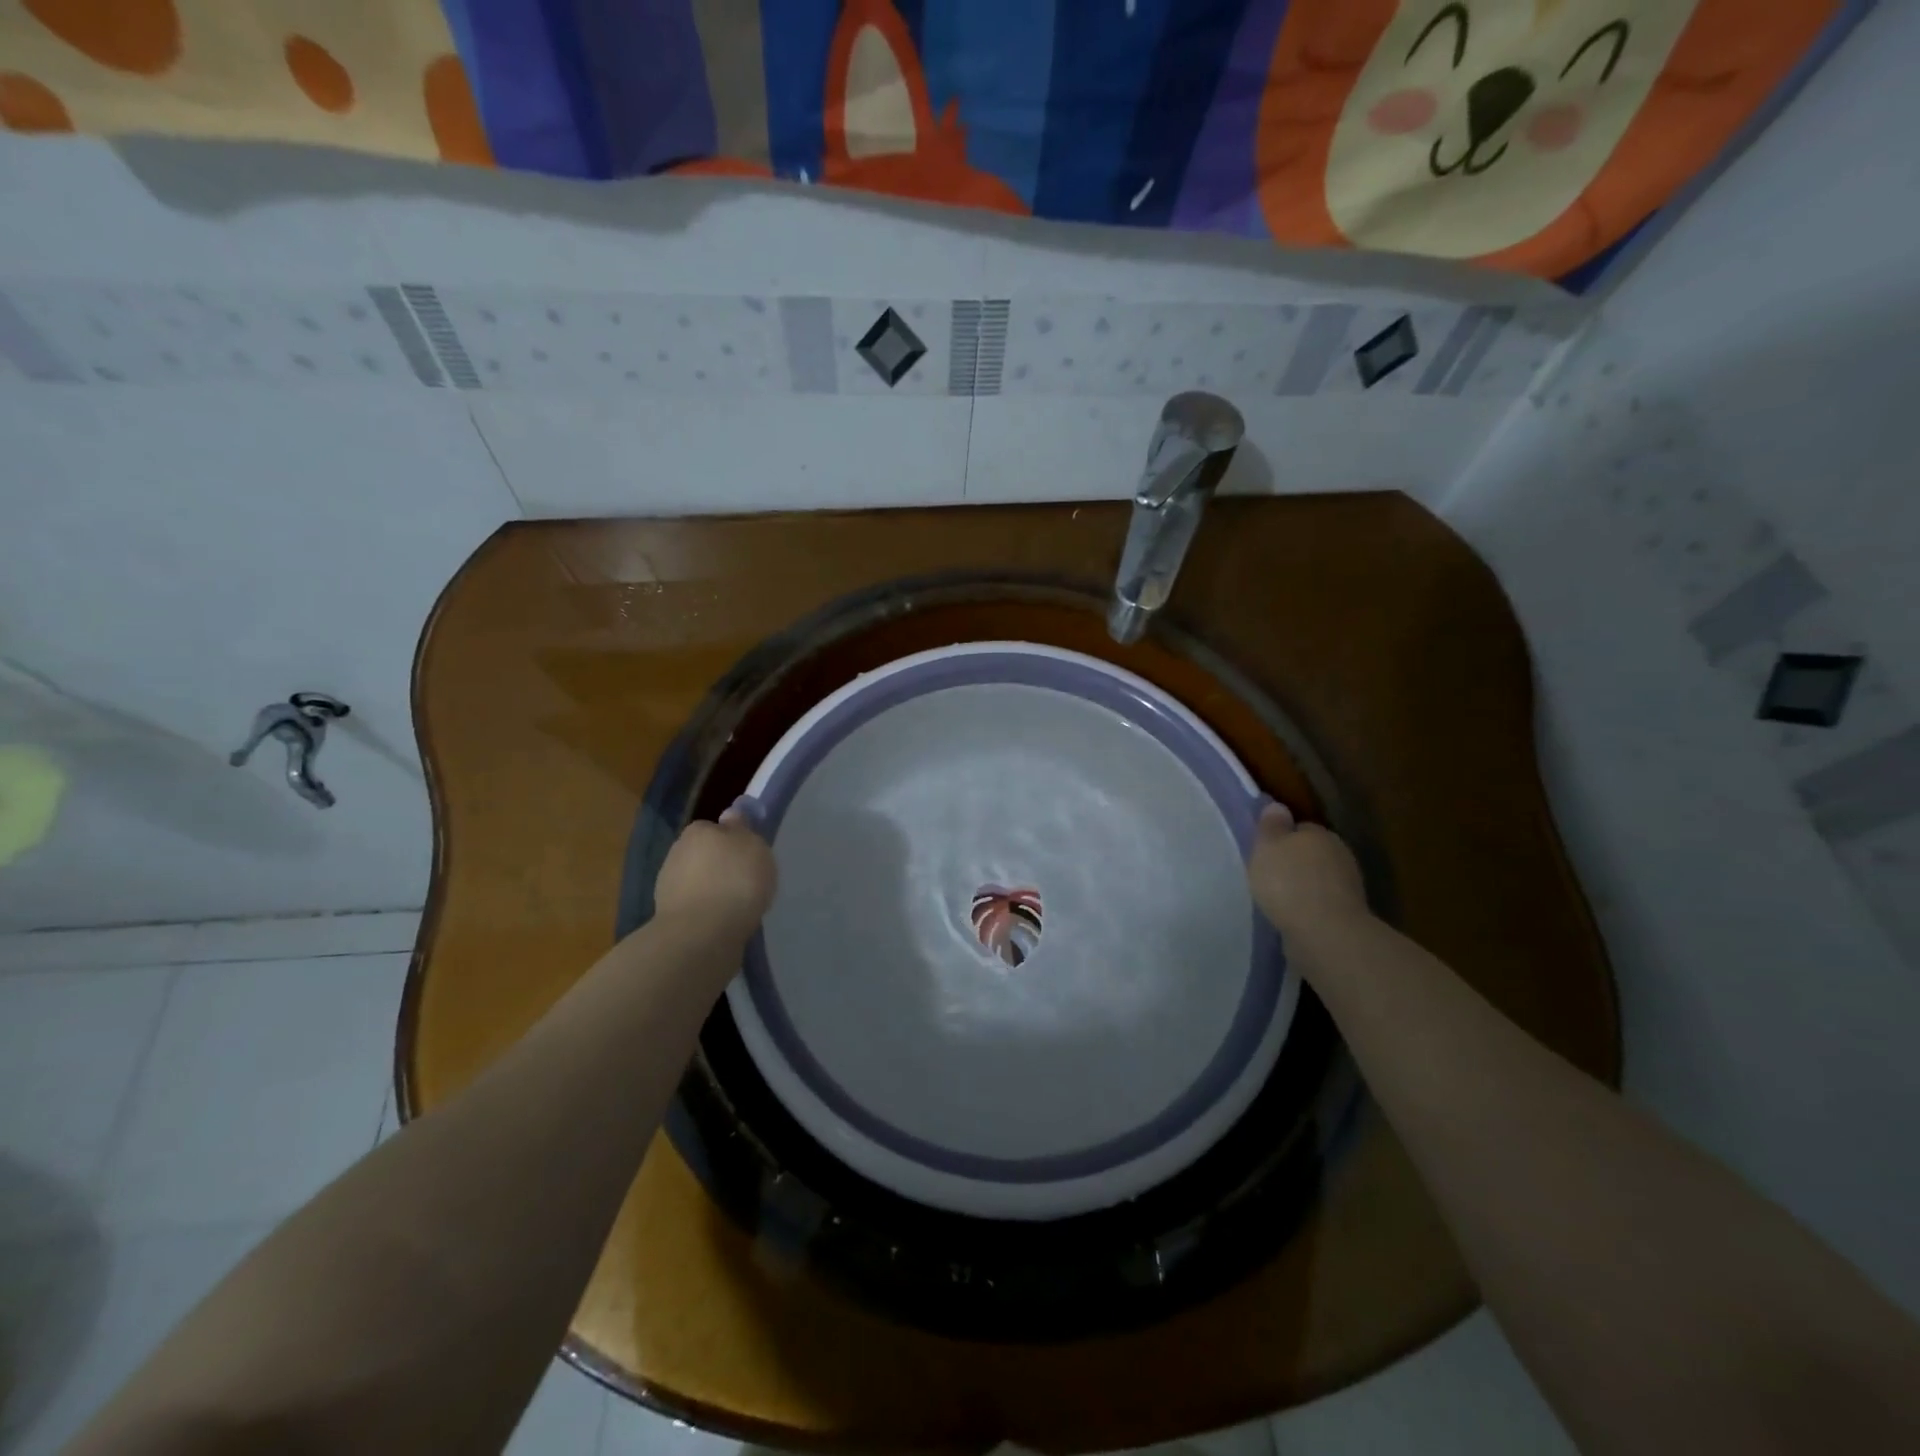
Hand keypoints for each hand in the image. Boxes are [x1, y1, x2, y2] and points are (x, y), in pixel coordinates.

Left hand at [653, 803, 777, 941]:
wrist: (702, 933)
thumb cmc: (735, 880)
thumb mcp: (753, 845)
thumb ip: (742, 829)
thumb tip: (730, 817)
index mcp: (698, 830)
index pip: (716, 828)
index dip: (733, 841)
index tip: (749, 857)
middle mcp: (677, 853)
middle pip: (705, 855)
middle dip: (721, 866)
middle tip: (746, 882)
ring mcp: (668, 886)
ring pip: (698, 882)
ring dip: (713, 890)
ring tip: (737, 907)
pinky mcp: (668, 916)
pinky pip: (695, 907)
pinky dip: (707, 912)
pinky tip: (724, 923)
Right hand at [1247, 802, 1369, 941]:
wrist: (1324, 932)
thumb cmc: (1289, 882)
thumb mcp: (1267, 846)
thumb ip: (1271, 826)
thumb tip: (1278, 806)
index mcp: (1320, 833)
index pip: (1301, 828)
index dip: (1282, 838)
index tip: (1266, 851)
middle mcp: (1340, 855)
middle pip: (1312, 853)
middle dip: (1294, 863)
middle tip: (1269, 875)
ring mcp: (1348, 886)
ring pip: (1319, 879)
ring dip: (1303, 886)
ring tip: (1278, 899)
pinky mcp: (1348, 915)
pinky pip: (1322, 904)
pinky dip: (1310, 908)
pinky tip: (1292, 917)